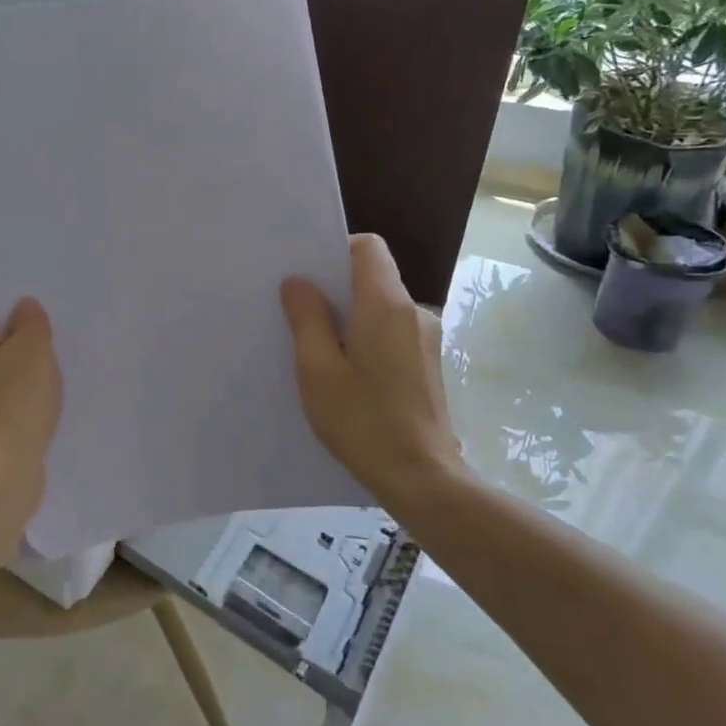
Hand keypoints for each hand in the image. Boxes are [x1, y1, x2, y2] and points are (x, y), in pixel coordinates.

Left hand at [0, 286, 62, 503]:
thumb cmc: (13, 402)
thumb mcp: (34, 349)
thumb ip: (31, 321)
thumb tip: (23, 307)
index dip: (2, 294)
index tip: (34, 305)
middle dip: (14, 329)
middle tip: (51, 332)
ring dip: (18, 363)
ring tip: (54, 366)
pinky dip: (16, 393)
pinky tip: (43, 400)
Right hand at [280, 234, 461, 503]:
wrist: (421, 477)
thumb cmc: (362, 421)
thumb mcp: (318, 369)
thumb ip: (307, 318)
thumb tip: (299, 282)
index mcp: (386, 305)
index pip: (368, 247)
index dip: (336, 250)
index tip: (307, 276)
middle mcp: (414, 312)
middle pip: (373, 277)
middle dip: (336, 288)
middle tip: (298, 314)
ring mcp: (425, 339)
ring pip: (381, 307)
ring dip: (350, 318)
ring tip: (318, 350)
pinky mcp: (427, 363)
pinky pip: (391, 332)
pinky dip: (366, 339)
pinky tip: (347, 374)